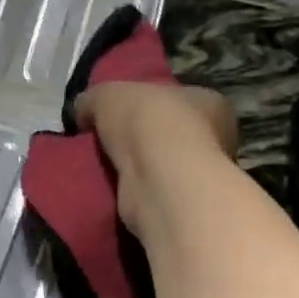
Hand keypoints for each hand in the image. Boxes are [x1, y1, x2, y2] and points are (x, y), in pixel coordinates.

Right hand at [72, 81, 237, 237]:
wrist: (158, 178)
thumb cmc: (147, 121)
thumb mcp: (106, 94)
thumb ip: (93, 100)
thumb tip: (83, 113)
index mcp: (208, 102)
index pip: (175, 97)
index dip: (143, 101)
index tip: (115, 111)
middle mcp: (215, 138)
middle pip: (168, 132)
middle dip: (138, 137)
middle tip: (104, 140)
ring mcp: (200, 174)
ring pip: (160, 164)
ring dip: (134, 166)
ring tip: (99, 165)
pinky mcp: (182, 204)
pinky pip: (151, 190)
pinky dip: (133, 189)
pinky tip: (110, 186)